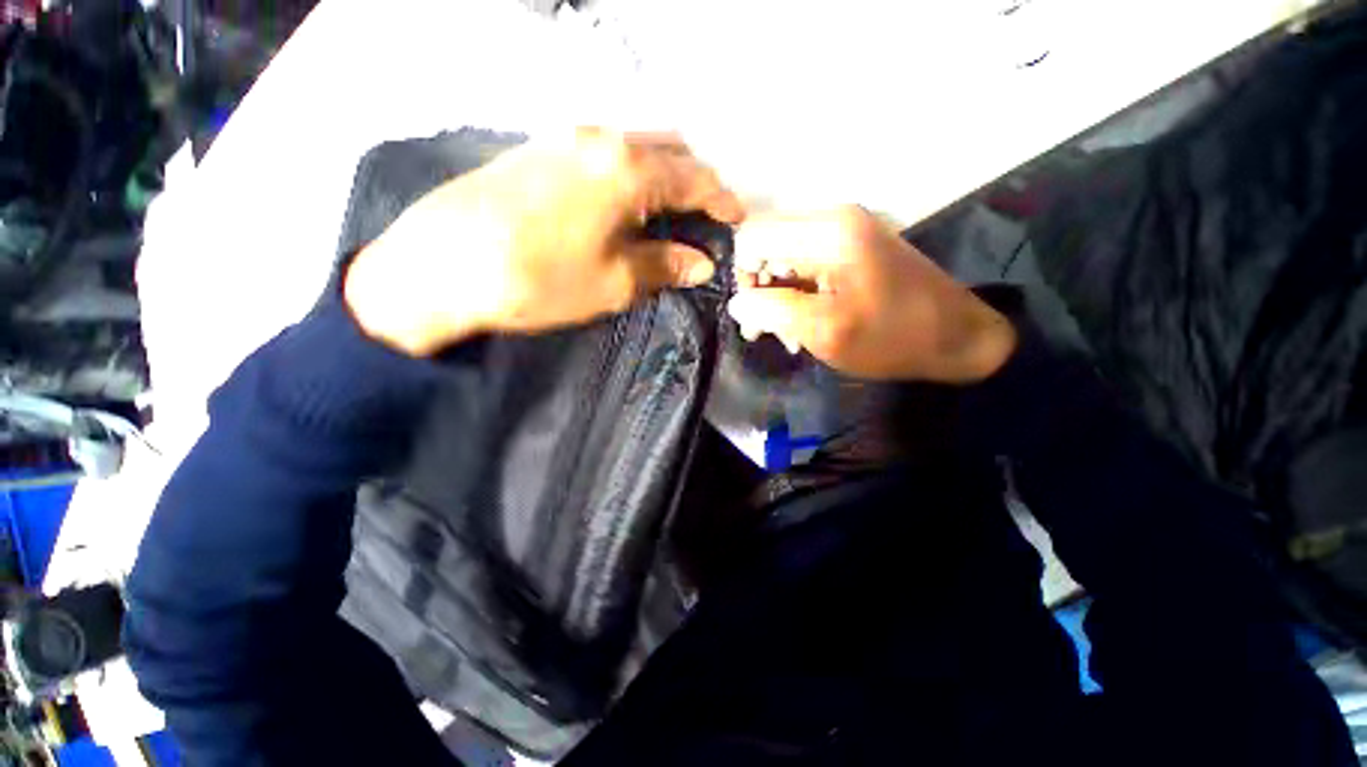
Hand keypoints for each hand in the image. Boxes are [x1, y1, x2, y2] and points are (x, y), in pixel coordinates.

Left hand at [343, 128, 744, 355]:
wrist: (439, 260)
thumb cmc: (532, 276)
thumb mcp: (607, 282)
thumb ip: (660, 265)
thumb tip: (697, 262)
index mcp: (631, 166)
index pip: (695, 177)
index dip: (721, 200)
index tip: (736, 220)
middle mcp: (602, 138)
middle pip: (667, 147)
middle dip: (690, 176)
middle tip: (697, 212)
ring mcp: (563, 137)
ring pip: (628, 143)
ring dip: (652, 168)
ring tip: (654, 205)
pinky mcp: (532, 147)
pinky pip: (594, 148)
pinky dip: (616, 167)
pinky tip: (606, 197)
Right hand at [727, 207, 1015, 382]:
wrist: (961, 336)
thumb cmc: (896, 337)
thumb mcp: (828, 332)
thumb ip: (774, 312)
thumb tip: (737, 302)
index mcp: (828, 230)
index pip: (753, 236)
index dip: (744, 277)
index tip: (756, 319)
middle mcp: (836, 215)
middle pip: (771, 239)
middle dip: (764, 285)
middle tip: (774, 332)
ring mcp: (852, 225)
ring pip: (791, 248)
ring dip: (785, 289)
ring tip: (796, 333)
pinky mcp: (863, 240)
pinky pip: (816, 254)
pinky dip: (808, 285)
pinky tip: (817, 317)